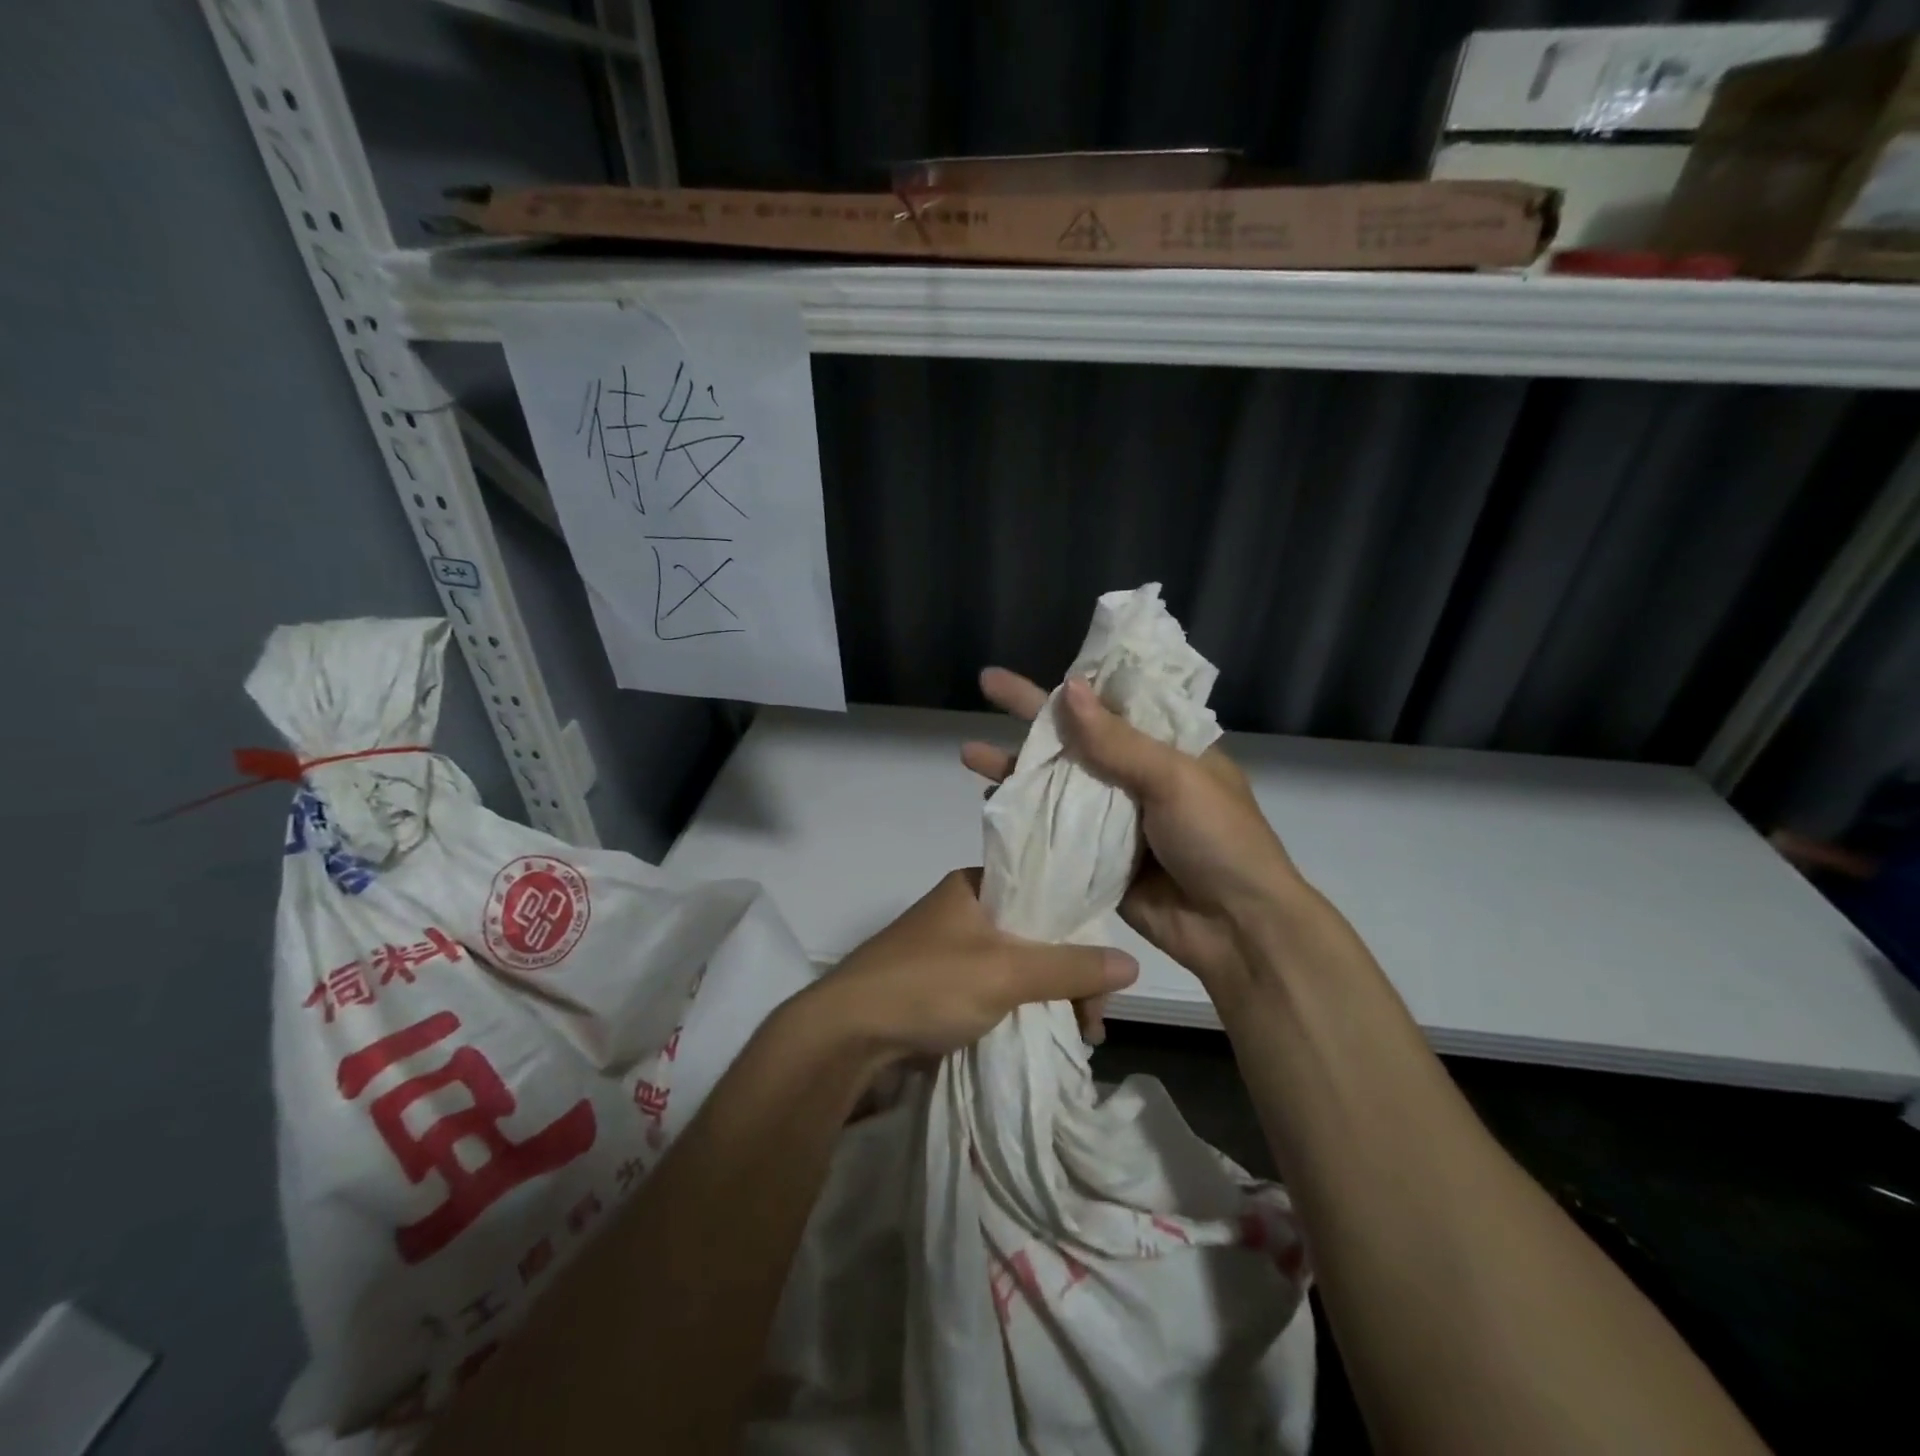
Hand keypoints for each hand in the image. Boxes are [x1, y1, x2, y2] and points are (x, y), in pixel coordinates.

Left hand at [807, 867, 1138, 1061]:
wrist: (846, 1035)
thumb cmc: (927, 984)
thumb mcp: (1005, 972)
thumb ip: (1069, 967)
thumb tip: (1132, 963)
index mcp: (974, 885)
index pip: (1045, 894)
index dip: (1080, 930)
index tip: (1104, 976)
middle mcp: (964, 910)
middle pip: (1036, 934)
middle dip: (1069, 976)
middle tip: (1093, 1021)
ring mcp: (951, 950)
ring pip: (1018, 966)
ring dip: (1049, 997)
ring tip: (1078, 1037)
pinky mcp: (942, 987)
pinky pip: (997, 990)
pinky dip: (1023, 1010)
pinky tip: (1045, 1036)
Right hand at [961, 668, 1302, 994]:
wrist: (1237, 929)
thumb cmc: (1218, 840)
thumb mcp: (1175, 779)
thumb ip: (1117, 740)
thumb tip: (1067, 688)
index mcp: (1168, 745)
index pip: (1114, 701)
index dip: (1072, 683)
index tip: (1041, 663)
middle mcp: (1138, 774)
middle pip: (1076, 738)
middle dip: (1030, 715)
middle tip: (986, 685)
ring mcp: (1116, 817)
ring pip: (1059, 782)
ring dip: (1018, 767)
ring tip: (970, 754)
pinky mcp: (1098, 856)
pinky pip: (1056, 828)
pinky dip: (1025, 815)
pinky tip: (991, 803)